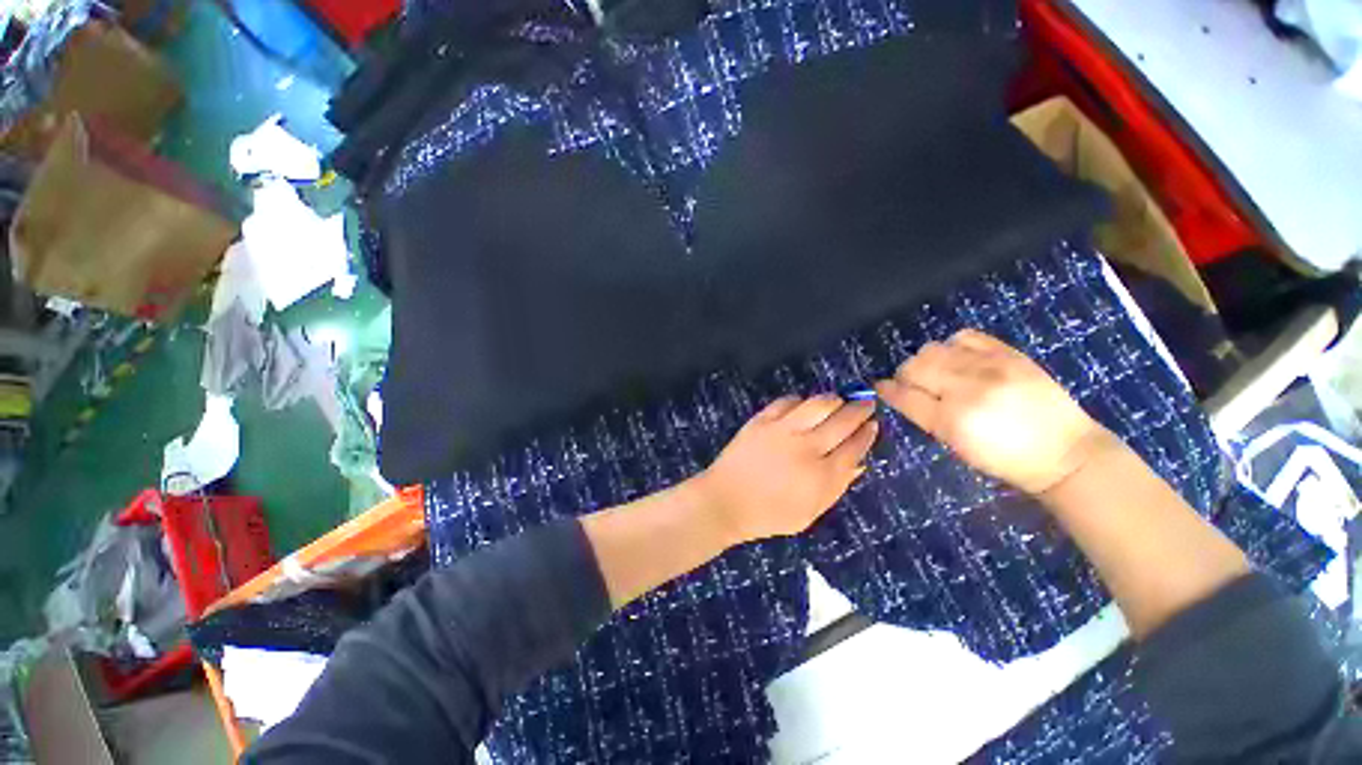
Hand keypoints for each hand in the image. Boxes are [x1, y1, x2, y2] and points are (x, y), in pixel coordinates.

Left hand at [695, 395, 878, 544]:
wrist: (726, 500)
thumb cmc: (769, 513)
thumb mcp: (810, 512)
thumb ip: (837, 487)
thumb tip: (860, 464)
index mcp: (821, 475)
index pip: (854, 447)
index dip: (867, 434)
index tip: (874, 424)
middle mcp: (806, 447)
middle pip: (842, 421)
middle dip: (860, 410)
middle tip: (867, 404)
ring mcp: (783, 430)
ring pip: (818, 404)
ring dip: (834, 399)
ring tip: (840, 400)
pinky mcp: (762, 420)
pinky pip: (787, 401)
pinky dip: (801, 400)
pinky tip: (804, 405)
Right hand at [875, 329, 1113, 495]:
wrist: (1065, 453)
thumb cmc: (1005, 460)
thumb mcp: (957, 447)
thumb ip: (926, 416)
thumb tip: (900, 393)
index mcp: (951, 420)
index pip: (903, 395)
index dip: (887, 390)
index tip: (881, 388)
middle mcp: (967, 389)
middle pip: (913, 367)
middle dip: (905, 376)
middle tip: (915, 386)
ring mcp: (989, 367)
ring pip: (933, 349)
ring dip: (927, 361)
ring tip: (940, 373)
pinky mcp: (1009, 354)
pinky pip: (964, 336)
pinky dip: (953, 346)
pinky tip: (960, 359)